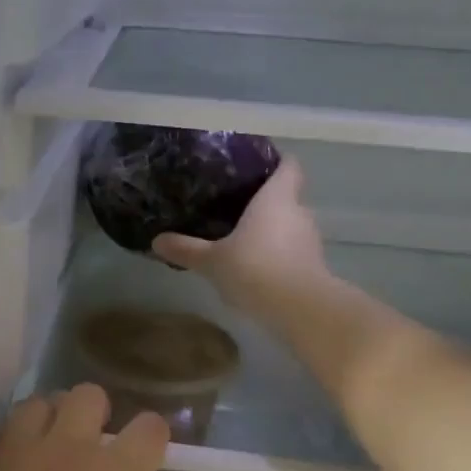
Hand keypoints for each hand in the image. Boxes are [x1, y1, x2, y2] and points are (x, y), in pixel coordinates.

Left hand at [0, 385, 168, 470]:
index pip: (147, 429)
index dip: (152, 438)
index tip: (148, 456)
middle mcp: (68, 452)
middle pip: (87, 396)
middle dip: (96, 415)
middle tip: (92, 453)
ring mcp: (16, 457)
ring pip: (36, 404)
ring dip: (49, 422)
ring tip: (46, 457)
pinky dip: (12, 446)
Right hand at [151, 157, 329, 317]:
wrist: (299, 309)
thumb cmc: (254, 268)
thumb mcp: (211, 260)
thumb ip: (186, 249)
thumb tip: (156, 241)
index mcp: (277, 198)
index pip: (288, 166)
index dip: (276, 161)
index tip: (257, 164)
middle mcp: (298, 212)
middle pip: (287, 196)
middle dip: (266, 200)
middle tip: (237, 204)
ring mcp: (310, 240)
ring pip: (290, 225)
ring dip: (272, 230)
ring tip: (244, 236)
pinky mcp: (314, 266)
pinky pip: (293, 250)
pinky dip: (278, 254)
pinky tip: (256, 266)